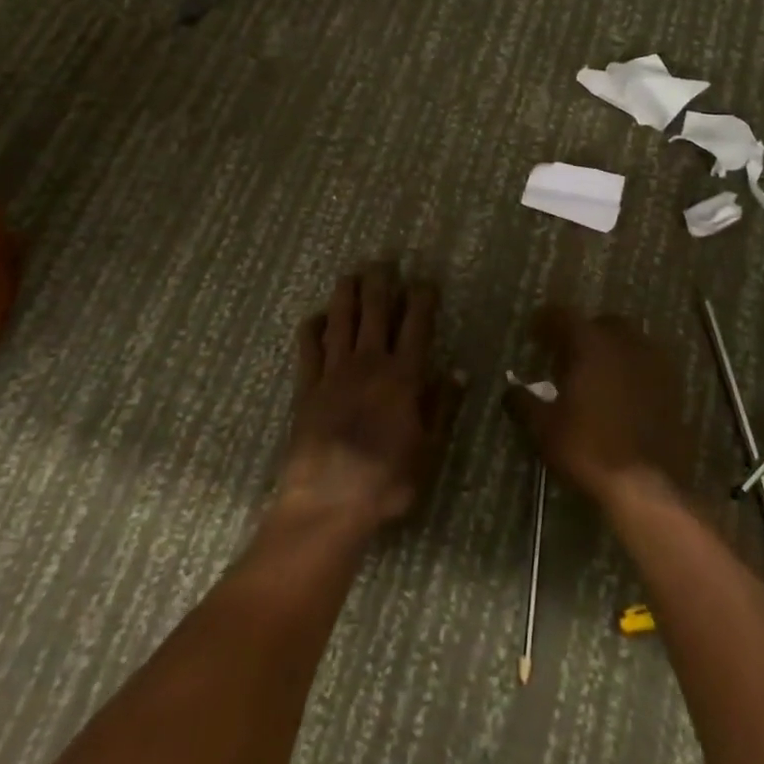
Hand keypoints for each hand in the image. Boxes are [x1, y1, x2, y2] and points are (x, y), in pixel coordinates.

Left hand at [276, 263, 463, 534]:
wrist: (329, 502)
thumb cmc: (387, 480)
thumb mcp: (429, 450)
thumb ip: (442, 407)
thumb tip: (457, 371)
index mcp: (403, 377)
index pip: (416, 326)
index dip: (422, 299)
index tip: (425, 281)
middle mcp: (368, 364)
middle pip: (374, 312)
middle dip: (381, 283)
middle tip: (383, 262)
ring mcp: (333, 373)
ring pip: (340, 321)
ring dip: (346, 294)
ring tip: (350, 274)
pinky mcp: (306, 388)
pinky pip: (308, 348)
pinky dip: (312, 328)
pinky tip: (316, 317)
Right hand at [505, 307, 691, 505]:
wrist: (649, 486)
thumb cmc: (590, 449)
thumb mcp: (545, 429)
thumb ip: (524, 403)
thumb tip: (510, 391)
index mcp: (592, 344)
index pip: (563, 316)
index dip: (545, 321)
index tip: (533, 332)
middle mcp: (626, 343)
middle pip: (600, 324)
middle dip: (581, 334)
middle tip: (564, 356)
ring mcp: (655, 363)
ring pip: (628, 342)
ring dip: (609, 350)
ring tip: (593, 376)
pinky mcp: (673, 387)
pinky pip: (646, 365)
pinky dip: (630, 370)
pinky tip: (620, 394)